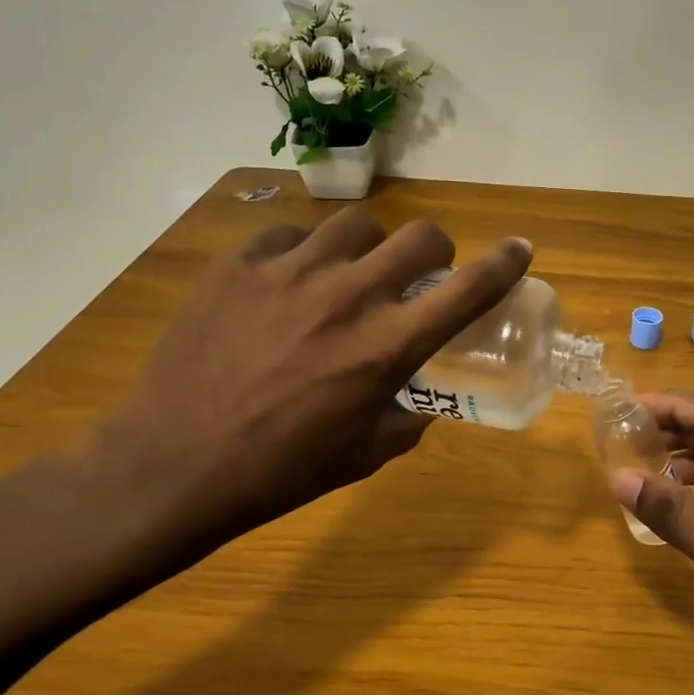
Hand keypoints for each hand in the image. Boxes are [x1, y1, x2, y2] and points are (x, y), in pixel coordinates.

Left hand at [91, 208, 530, 564]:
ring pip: (356, 224)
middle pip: (419, 236)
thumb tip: (420, 401)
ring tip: (350, 271)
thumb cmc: (279, 470)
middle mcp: (348, 297)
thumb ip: (406, 419)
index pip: (466, 291)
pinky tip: (287, 280)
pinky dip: (302, 252)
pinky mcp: (239, 265)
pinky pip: (288, 236)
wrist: (173, 463)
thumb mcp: (362, 455)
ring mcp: (290, 273)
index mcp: (386, 347)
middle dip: (434, 249)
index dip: (503, 264)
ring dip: (369, 246)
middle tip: (420, 270)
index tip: (520, 248)